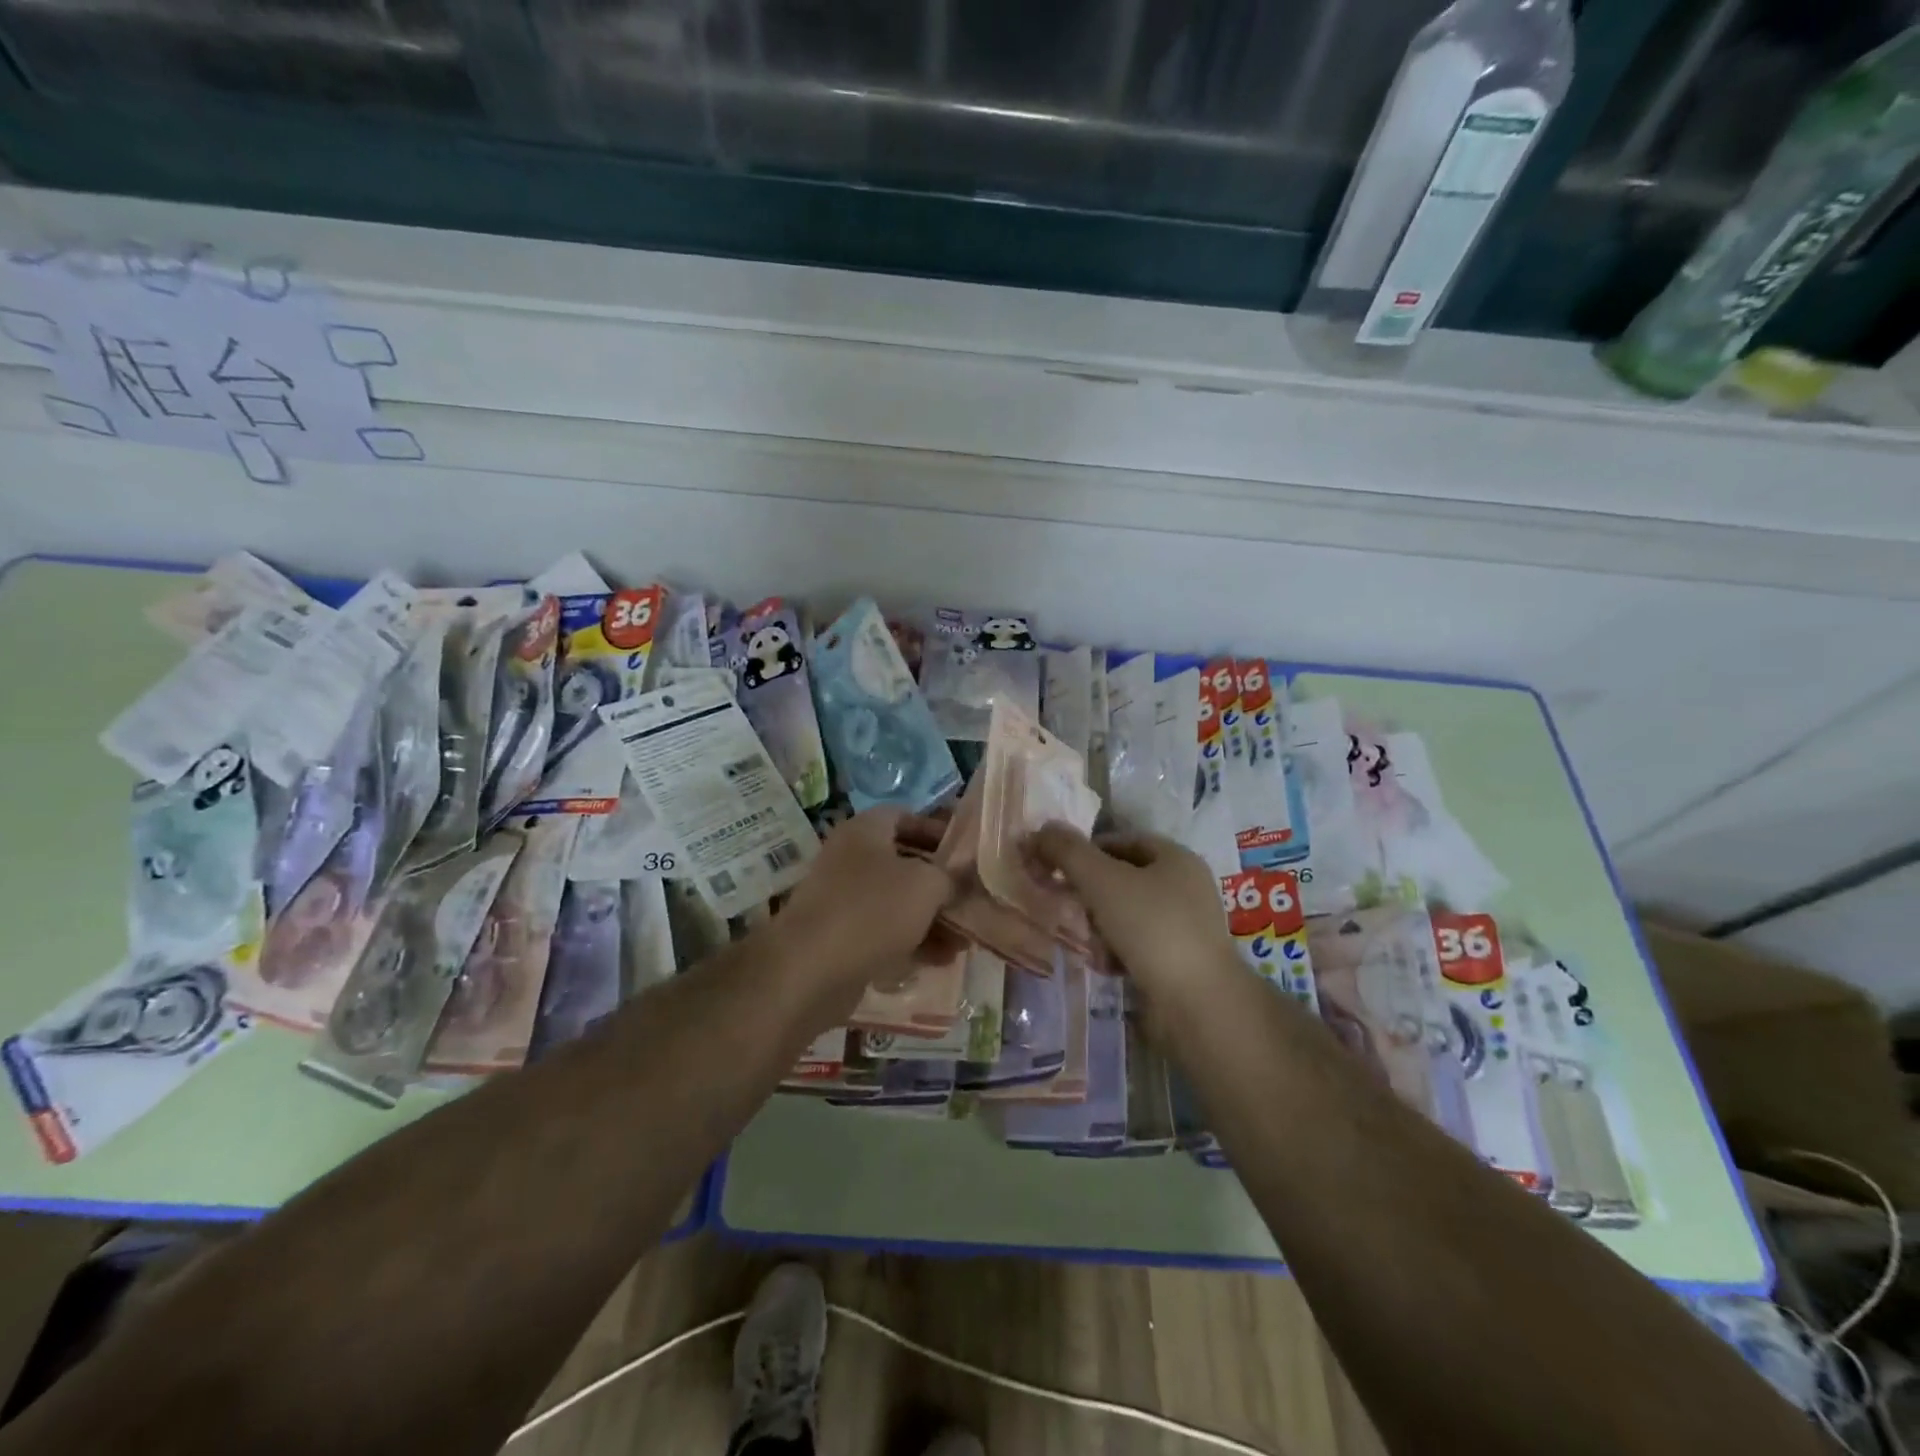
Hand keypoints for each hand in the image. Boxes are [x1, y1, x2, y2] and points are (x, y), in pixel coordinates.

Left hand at [768, 807, 957, 1022]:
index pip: (905, 816)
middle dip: (940, 882)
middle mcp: (851, 858)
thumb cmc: (872, 910)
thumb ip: (950, 877)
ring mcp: (843, 900)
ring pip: (896, 902)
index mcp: (865, 831)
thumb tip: (960, 880)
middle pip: (904, 862)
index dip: (937, 830)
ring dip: (931, 918)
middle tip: (971, 899)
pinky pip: (884, 933)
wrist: (809, 970)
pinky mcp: (840, 938)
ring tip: (965, 940)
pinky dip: (912, 942)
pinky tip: (941, 961)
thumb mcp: (926, 885)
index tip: (966, 853)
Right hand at [1028, 824, 1235, 1004]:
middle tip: (1068, 906)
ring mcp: (1187, 927)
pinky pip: (1139, 946)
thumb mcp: (1102, 880)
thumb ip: (1068, 852)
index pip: (1123, 840)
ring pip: (1128, 914)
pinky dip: (1118, 952)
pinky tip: (1105, 966)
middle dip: (1091, 893)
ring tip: (1087, 942)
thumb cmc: (1151, 927)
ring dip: (1101, 926)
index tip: (1058, 868)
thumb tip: (1041, 830)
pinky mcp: (1181, 961)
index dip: (1087, 850)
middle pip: (1124, 879)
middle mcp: (1186, 887)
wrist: (1198, 1003)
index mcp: (1176, 858)